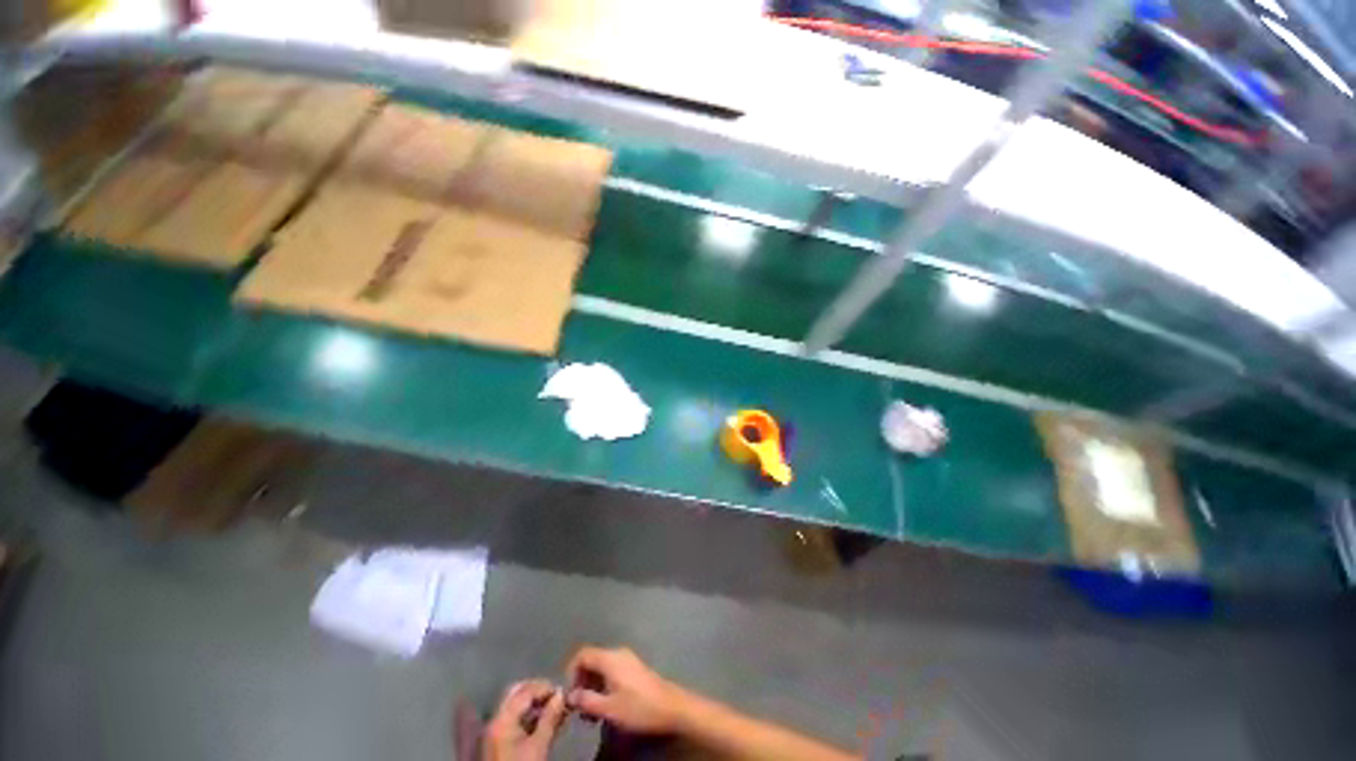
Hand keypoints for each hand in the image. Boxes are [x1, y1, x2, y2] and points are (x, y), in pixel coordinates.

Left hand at [483, 680, 565, 760]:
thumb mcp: (539, 746)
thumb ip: (550, 717)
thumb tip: (561, 693)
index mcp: (502, 718)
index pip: (525, 691)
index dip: (545, 687)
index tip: (563, 693)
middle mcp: (496, 719)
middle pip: (517, 693)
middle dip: (538, 691)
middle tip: (556, 697)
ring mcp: (495, 731)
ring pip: (515, 705)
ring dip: (535, 703)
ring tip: (555, 710)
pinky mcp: (498, 742)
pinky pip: (514, 719)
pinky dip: (529, 716)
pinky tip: (544, 722)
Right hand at [565, 646, 689, 734]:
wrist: (671, 707)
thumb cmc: (639, 707)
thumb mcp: (609, 708)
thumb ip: (586, 700)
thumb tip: (570, 695)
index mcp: (610, 658)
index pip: (583, 654)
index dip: (571, 671)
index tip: (569, 693)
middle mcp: (618, 653)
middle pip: (592, 660)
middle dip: (582, 681)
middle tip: (579, 707)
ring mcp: (628, 659)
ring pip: (601, 667)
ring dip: (592, 686)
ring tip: (591, 712)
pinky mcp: (634, 668)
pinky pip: (612, 671)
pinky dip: (603, 685)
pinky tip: (606, 705)